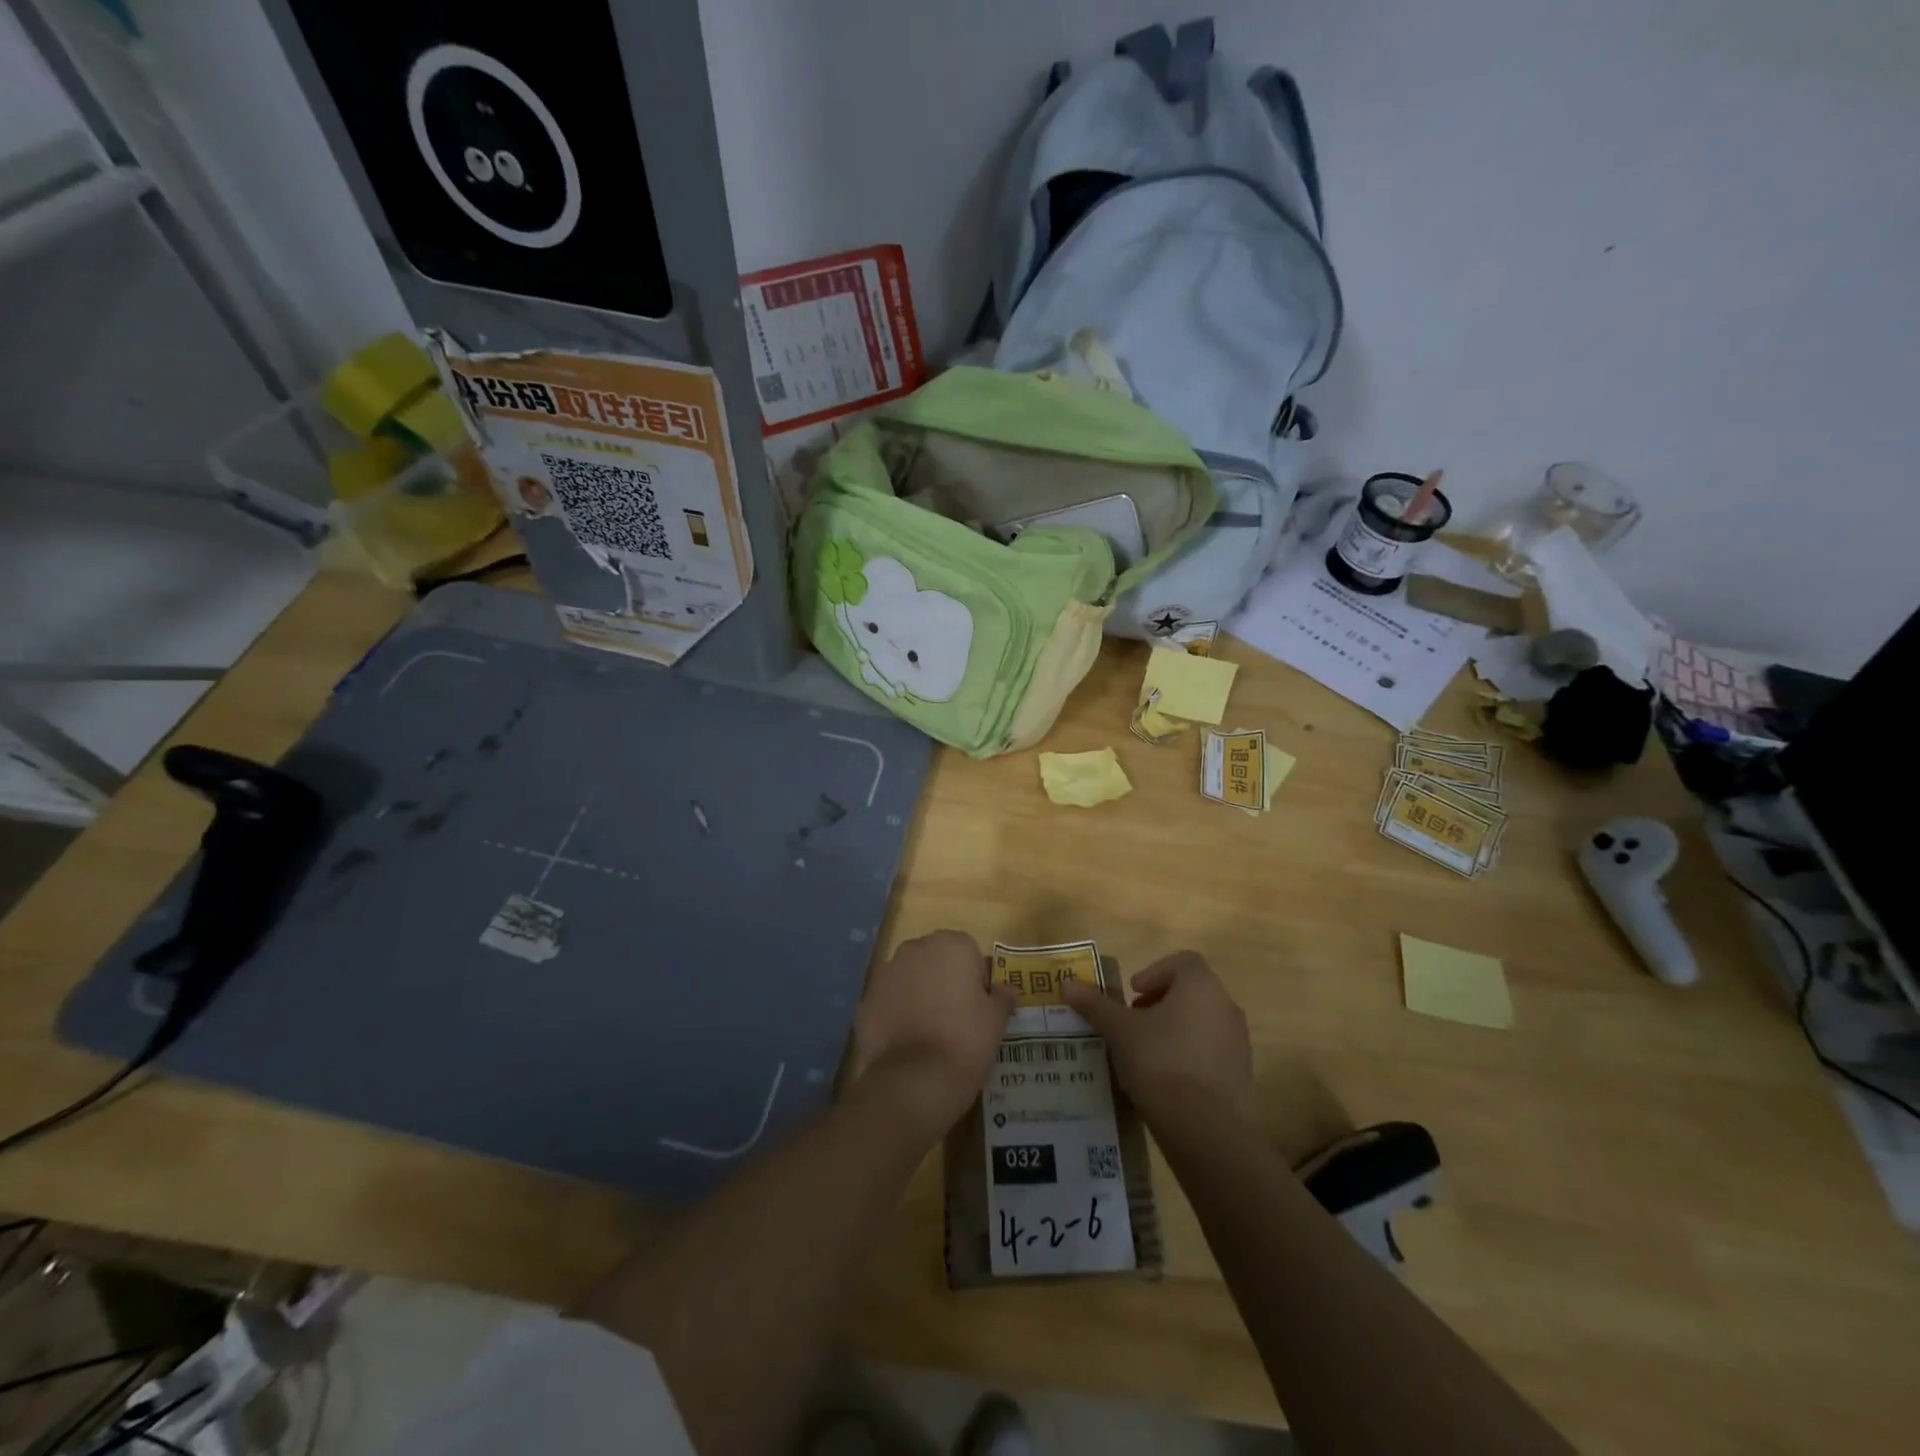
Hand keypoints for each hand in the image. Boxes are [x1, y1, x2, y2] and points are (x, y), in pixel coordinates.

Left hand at [848, 931, 1014, 1137]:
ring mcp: (886, 972)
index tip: (978, 1007)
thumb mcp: (997, 1020)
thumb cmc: (966, 1041)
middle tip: (955, 1018)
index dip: (975, 979)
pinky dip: (895, 1014)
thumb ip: (1002, 996)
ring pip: (909, 978)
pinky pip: (888, 1001)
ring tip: (928, 1032)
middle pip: (935, 960)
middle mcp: (915, 948)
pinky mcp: (866, 1000)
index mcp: (951, 945)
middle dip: (943, 980)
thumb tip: (1005, 989)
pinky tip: (905, 1042)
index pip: (968, 952)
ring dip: (917, 994)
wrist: (916, 1080)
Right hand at [1062, 952, 1253, 1126]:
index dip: (1154, 972)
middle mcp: (1225, 1006)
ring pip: (1200, 1022)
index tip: (1132, 993)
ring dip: (1172, 1030)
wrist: (1207, 1130)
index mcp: (1201, 986)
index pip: (1182, 961)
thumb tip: (1067, 984)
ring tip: (1143, 1053)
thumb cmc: (1161, 1063)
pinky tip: (1163, 1081)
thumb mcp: (1120, 1031)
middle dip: (1159, 1003)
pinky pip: (1209, 1052)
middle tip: (1132, 1023)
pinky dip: (1187, 1056)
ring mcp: (1238, 1042)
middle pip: (1191, 992)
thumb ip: (1095, 1005)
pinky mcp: (1240, 1074)